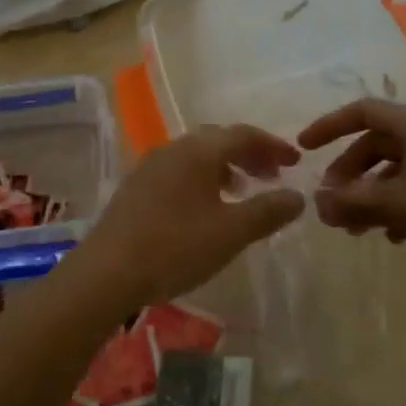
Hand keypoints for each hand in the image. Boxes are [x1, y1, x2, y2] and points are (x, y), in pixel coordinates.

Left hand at [70, 125, 305, 313]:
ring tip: (243, 192)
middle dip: (250, 154)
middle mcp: (174, 148)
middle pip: (219, 140)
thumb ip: (267, 211)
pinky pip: (179, 170)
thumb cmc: (175, 247)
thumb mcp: (231, 232)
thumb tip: (298, 196)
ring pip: (197, 155)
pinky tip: (206, 207)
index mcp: (198, 150)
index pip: (244, 134)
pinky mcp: (136, 187)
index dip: (273, 146)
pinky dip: (203, 179)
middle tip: (272, 176)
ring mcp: (150, 165)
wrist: (107, 271)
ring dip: (226, 167)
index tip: (295, 162)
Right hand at [297, 99, 405, 293]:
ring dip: (371, 193)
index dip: (330, 126)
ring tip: (356, 228)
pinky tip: (392, 235)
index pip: (364, 112)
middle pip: (378, 143)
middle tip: (333, 204)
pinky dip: (397, 203)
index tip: (304, 148)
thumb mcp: (398, 207)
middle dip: (350, 173)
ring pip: (397, 168)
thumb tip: (317, 202)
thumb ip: (352, 201)